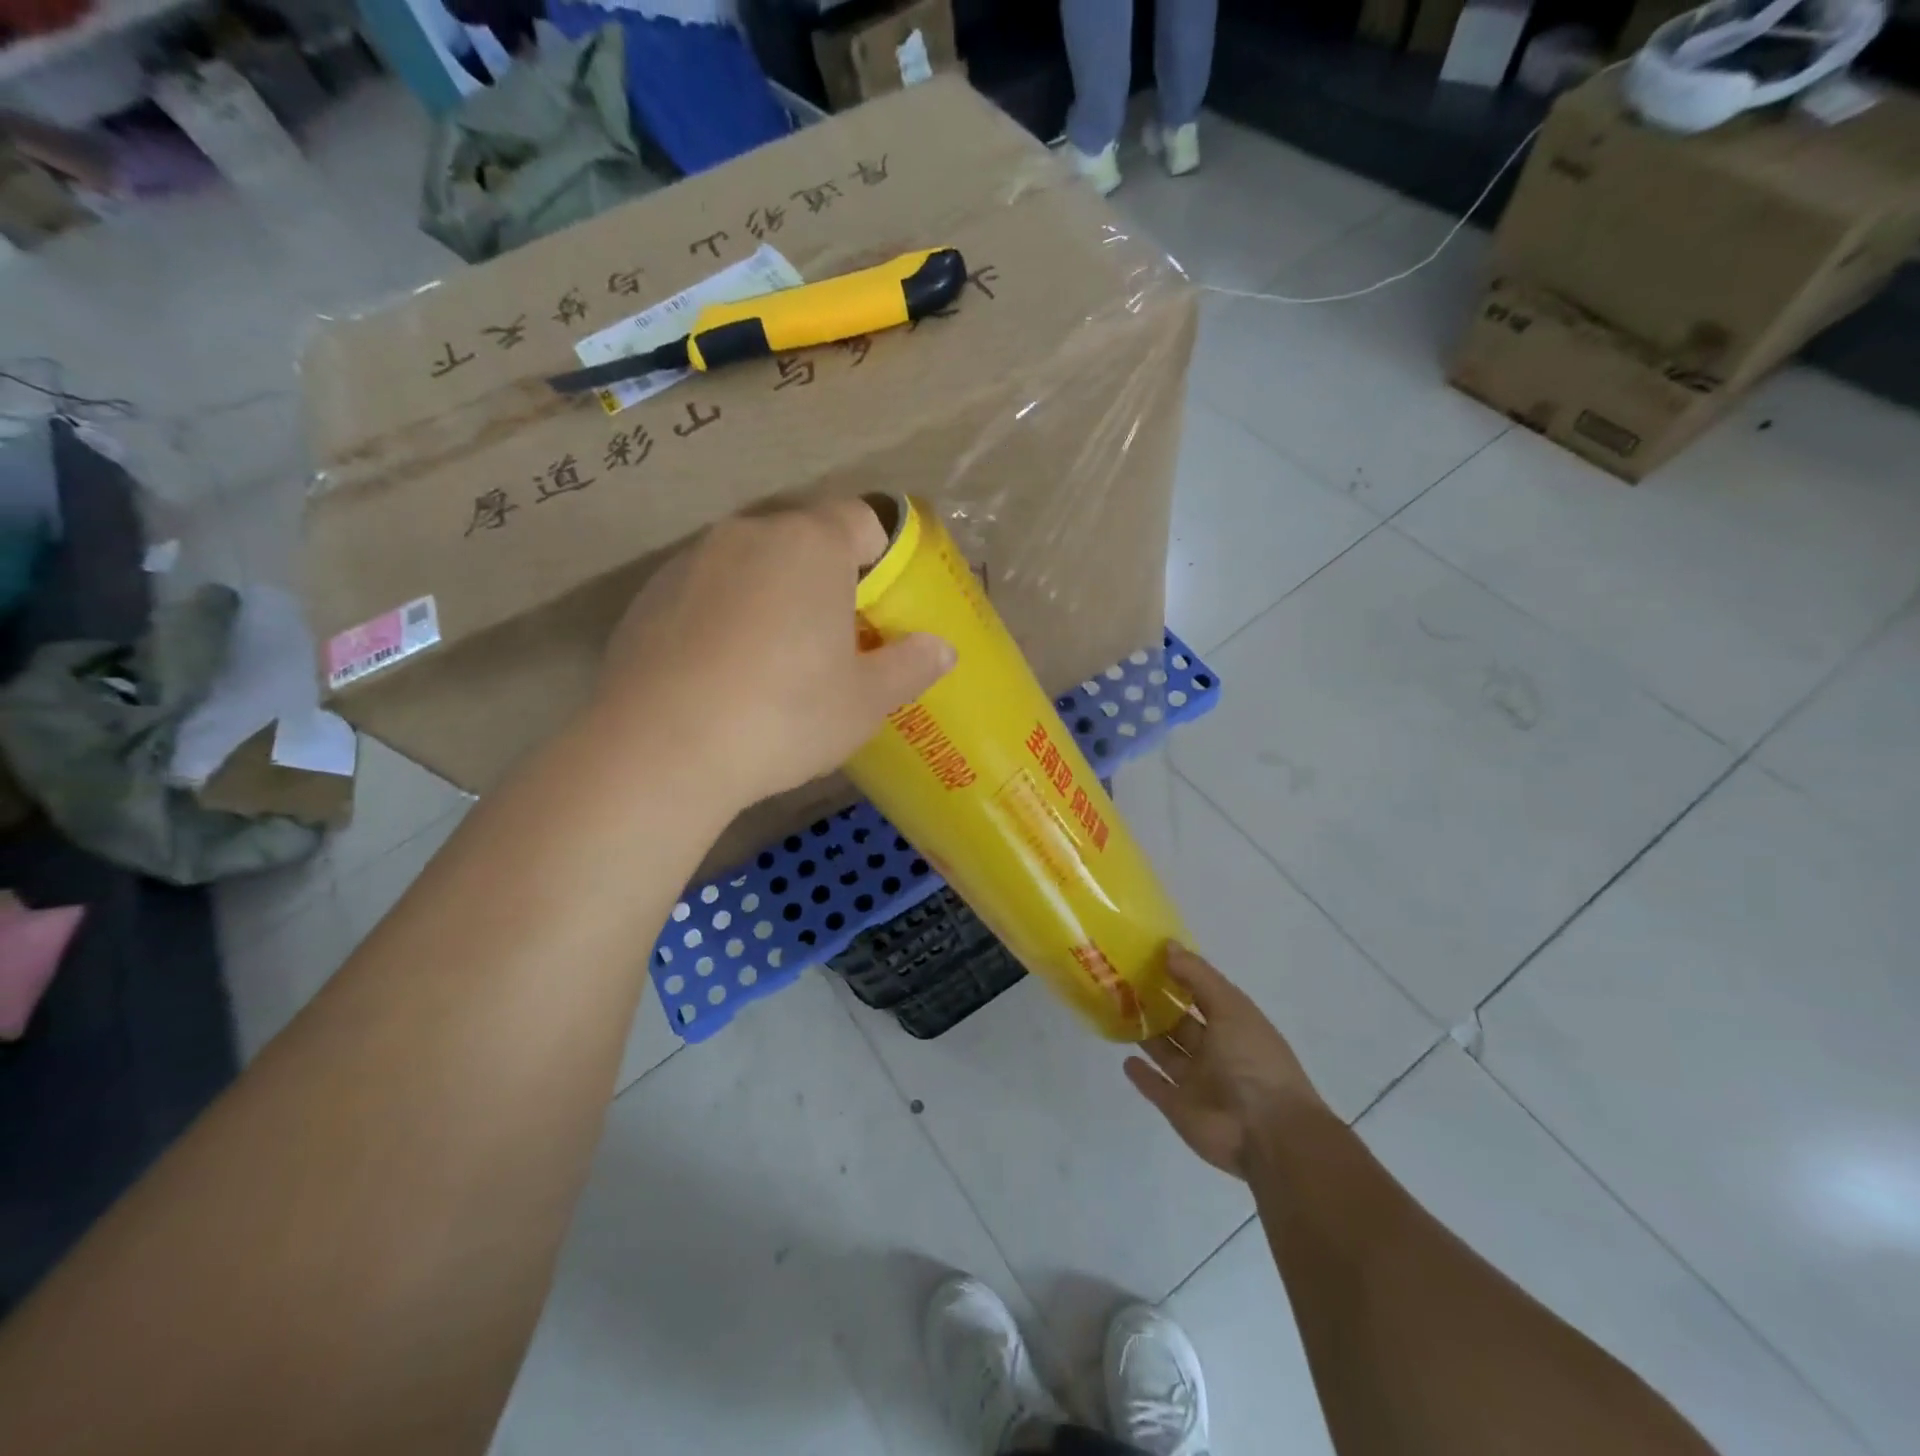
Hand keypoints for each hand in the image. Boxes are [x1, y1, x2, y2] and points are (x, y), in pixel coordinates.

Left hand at [598, 498, 953, 806]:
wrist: (661, 750)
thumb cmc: (785, 715)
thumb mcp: (865, 701)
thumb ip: (910, 665)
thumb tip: (942, 648)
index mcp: (811, 545)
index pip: (862, 519)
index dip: (880, 558)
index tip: (878, 608)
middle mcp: (749, 534)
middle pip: (803, 540)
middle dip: (825, 579)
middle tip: (833, 641)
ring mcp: (691, 561)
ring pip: (751, 565)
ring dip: (772, 596)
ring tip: (772, 663)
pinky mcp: (648, 595)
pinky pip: (706, 592)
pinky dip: (723, 617)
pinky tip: (720, 675)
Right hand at [1125, 945, 1326, 1179]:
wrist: (1268, 1134)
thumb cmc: (1254, 1061)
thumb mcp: (1231, 1008)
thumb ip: (1198, 977)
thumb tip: (1167, 946)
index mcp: (1234, 1025)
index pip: (1202, 994)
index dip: (1179, 975)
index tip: (1147, 956)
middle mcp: (1216, 1052)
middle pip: (1181, 1023)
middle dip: (1157, 1004)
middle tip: (1122, 982)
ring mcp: (1197, 1082)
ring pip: (1167, 1052)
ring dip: (1147, 1034)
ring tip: (1117, 1012)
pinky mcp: (1179, 1108)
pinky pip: (1156, 1087)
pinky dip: (1142, 1075)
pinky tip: (1124, 1058)